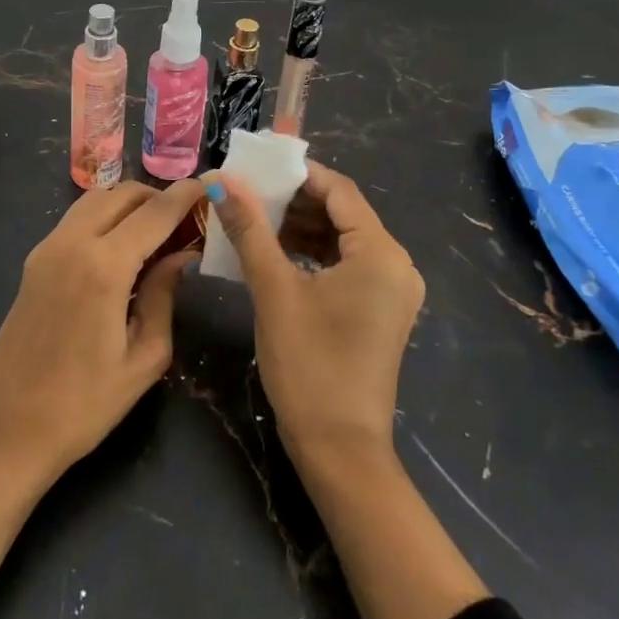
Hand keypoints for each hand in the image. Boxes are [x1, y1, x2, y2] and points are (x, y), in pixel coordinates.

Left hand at [0, 179, 202, 618]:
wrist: (8, 429)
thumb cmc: (84, 405)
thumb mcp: (144, 357)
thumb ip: (164, 296)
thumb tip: (181, 256)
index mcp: (103, 267)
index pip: (154, 212)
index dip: (184, 195)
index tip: (209, 186)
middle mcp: (72, 243)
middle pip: (122, 194)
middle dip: (157, 196)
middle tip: (185, 217)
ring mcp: (47, 249)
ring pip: (95, 199)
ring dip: (128, 203)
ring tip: (156, 230)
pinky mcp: (34, 261)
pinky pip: (76, 219)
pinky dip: (104, 217)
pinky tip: (121, 247)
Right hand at [208, 163, 487, 618]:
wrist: (340, 450)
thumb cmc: (309, 364)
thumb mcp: (274, 290)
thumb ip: (249, 229)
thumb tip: (222, 180)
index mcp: (380, 252)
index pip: (339, 190)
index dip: (296, 173)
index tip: (255, 168)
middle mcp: (396, 264)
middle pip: (342, 212)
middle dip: (294, 200)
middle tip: (248, 193)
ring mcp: (391, 290)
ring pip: (342, 238)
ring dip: (300, 226)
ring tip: (254, 219)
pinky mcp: (380, 310)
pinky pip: (346, 264)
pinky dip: (312, 253)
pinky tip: (275, 252)